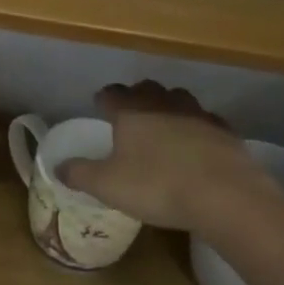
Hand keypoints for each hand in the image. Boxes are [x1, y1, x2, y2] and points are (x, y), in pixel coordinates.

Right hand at [57, 81, 278, 232]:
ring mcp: (198, 114)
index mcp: (131, 111)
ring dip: (169, 108)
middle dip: (137, 96)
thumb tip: (58, 166)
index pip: (111, 94)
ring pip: (178, 100)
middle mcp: (163, 104)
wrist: (225, 195)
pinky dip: (197, 128)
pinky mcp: (225, 131)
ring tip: (164, 126)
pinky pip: (206, 121)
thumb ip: (80, 174)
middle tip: (131, 113)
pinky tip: (197, 144)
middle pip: (146, 89)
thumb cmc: (157, 186)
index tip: (99, 105)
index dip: (103, 99)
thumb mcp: (108, 185)